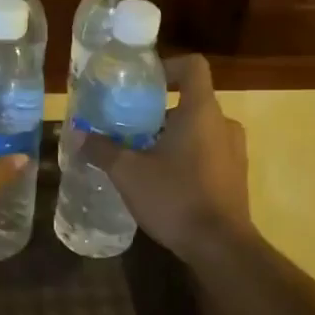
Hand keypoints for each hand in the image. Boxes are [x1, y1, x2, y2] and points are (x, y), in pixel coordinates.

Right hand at [83, 55, 250, 262]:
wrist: (220, 247)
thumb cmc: (175, 198)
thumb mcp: (128, 173)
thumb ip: (102, 149)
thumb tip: (78, 134)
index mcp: (201, 111)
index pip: (193, 67)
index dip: (168, 67)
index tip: (143, 83)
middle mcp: (224, 124)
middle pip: (191, 101)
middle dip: (160, 111)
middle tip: (130, 127)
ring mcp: (235, 151)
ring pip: (200, 129)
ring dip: (173, 136)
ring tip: (143, 156)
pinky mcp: (236, 176)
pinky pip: (209, 153)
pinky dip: (187, 157)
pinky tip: (163, 181)